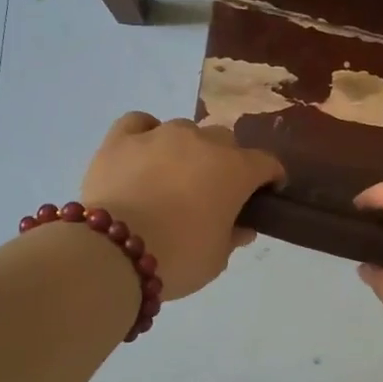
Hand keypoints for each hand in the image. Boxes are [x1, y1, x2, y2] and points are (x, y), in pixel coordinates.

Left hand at [79, 114, 283, 299]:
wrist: (113, 252)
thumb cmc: (178, 257)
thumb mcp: (217, 259)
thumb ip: (234, 237)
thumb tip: (242, 227)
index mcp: (235, 170)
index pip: (266, 163)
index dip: (270, 178)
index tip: (265, 194)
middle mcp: (202, 142)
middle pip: (225, 141)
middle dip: (226, 161)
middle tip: (214, 191)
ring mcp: (160, 134)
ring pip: (185, 130)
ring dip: (187, 149)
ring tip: (173, 176)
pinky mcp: (121, 138)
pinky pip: (140, 122)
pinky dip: (146, 133)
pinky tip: (143, 151)